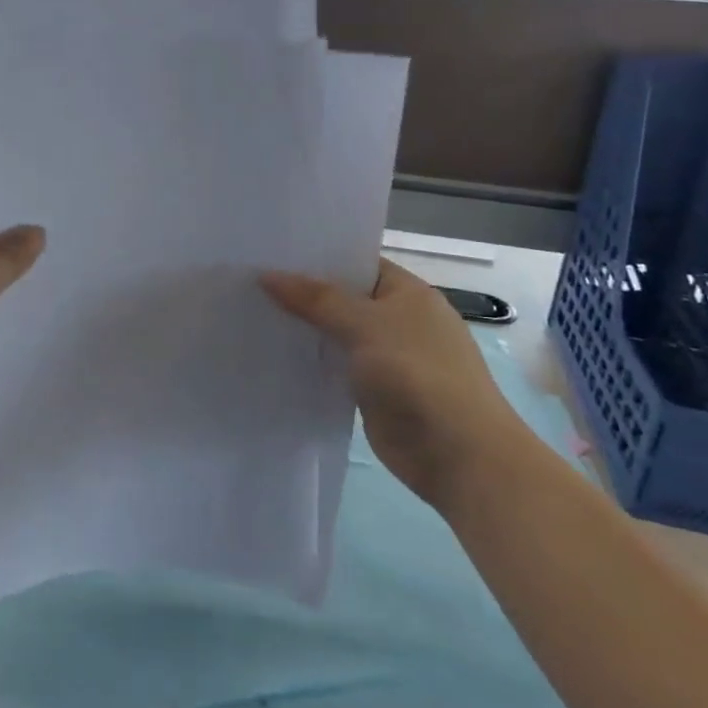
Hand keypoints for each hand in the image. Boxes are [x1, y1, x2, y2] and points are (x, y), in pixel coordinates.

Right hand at [262, 260, 532, 509]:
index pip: (357, 263)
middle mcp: (399, 321)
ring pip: (336, 334)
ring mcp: (386, 358)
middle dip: (303, 293)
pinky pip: (335, 367)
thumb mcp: (365, 325)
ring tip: (251, 312)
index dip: (318, 257)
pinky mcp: (373, 391)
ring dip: (304, 329)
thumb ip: (317, 300)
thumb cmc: (417, 374)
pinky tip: (274, 354)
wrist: (457, 454)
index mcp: (408, 294)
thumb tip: (267, 275)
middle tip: (250, 280)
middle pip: (343, 299)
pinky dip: (311, 362)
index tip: (273, 252)